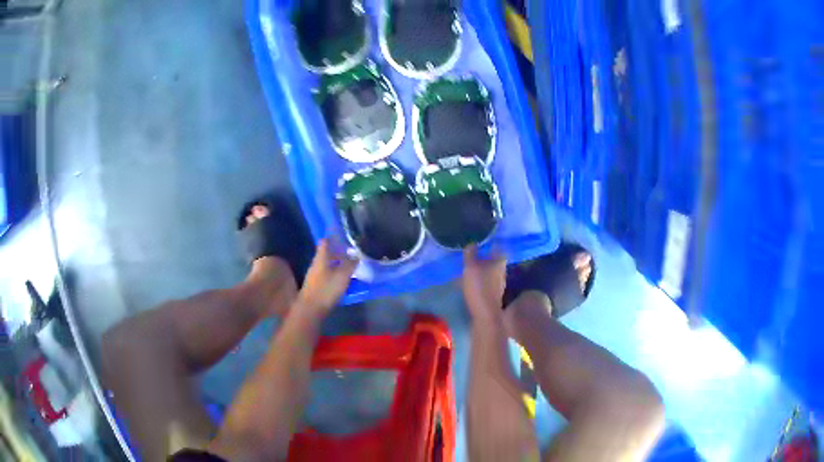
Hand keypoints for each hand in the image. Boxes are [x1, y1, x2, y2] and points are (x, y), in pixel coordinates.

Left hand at [297, 238, 357, 312]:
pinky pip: (327, 276)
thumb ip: (350, 264)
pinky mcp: (316, 287)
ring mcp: (315, 277)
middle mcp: (316, 265)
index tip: (342, 235)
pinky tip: (343, 280)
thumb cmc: (326, 289)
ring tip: (350, 267)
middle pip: (326, 254)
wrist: (310, 309)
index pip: (325, 242)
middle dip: (338, 253)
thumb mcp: (342, 275)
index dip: (332, 237)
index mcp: (321, 258)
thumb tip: (356, 255)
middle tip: (351, 253)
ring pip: (327, 266)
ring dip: (337, 265)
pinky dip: (335, 275)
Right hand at [462, 245, 506, 321]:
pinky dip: (481, 278)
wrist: (486, 313)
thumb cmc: (479, 286)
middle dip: (484, 256)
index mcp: (500, 261)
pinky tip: (472, 281)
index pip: (498, 246)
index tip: (481, 242)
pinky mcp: (495, 292)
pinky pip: (488, 280)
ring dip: (482, 268)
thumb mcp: (471, 266)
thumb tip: (472, 243)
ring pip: (491, 270)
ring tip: (469, 268)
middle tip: (472, 254)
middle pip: (494, 259)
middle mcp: (503, 270)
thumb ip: (471, 253)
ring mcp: (500, 282)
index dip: (490, 243)